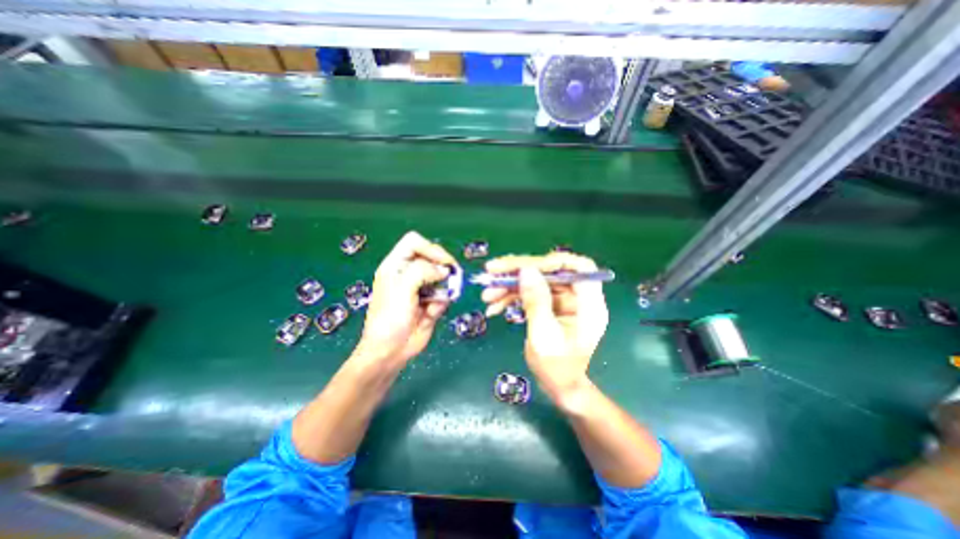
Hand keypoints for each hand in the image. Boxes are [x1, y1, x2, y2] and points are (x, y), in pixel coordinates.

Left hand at [357, 229, 458, 368]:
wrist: (391, 351)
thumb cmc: (390, 318)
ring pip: (442, 277)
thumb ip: (422, 271)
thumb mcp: (402, 289)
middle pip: (432, 257)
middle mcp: (409, 273)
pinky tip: (432, 314)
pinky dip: (442, 302)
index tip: (443, 262)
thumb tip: (443, 270)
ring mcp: (421, 288)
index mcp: (396, 265)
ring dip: (444, 288)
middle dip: (442, 267)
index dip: (430, 248)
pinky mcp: (431, 302)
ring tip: (437, 302)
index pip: (414, 242)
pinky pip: (444, 295)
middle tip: (451, 277)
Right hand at [479, 253, 604, 398]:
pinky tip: (494, 306)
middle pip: (550, 271)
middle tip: (492, 271)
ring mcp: (562, 300)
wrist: (558, 387)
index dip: (554, 261)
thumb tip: (526, 270)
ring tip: (487, 295)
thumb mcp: (543, 335)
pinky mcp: (549, 305)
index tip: (526, 266)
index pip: (580, 268)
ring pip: (536, 281)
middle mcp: (577, 297)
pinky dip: (511, 297)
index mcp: (588, 304)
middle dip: (520, 270)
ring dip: (510, 285)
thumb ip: (536, 301)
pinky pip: (530, 293)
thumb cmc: (556, 368)